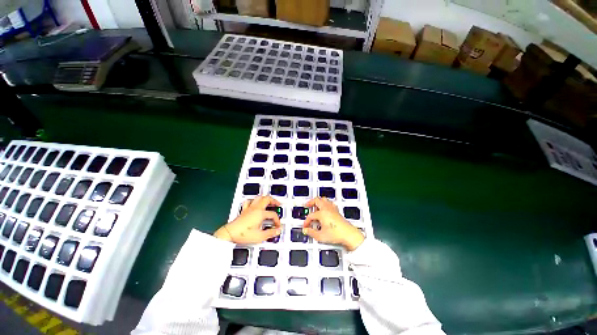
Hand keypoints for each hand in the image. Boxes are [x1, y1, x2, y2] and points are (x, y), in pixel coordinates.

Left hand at [214, 196, 281, 243]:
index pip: (273, 214)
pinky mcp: (244, 210)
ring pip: (259, 197)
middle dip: (274, 201)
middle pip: (267, 199)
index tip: (277, 225)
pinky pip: (249, 201)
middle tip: (278, 204)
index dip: (277, 220)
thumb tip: (277, 231)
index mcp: (260, 213)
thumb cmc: (242, 234)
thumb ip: (270, 233)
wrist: (230, 234)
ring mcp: (249, 208)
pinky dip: (254, 200)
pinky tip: (255, 203)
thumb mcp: (260, 236)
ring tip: (269, 201)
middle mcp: (255, 208)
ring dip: (265, 198)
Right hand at [302, 197, 363, 250]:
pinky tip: (325, 207)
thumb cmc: (337, 234)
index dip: (307, 221)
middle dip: (310, 202)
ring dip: (318, 201)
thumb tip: (306, 230)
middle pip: (317, 200)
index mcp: (322, 213)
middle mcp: (327, 209)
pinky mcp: (337, 211)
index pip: (311, 215)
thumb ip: (311, 232)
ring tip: (315, 206)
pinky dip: (325, 203)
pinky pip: (329, 203)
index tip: (306, 226)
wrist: (348, 234)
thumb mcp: (320, 236)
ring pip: (323, 199)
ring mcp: (332, 209)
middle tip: (307, 205)